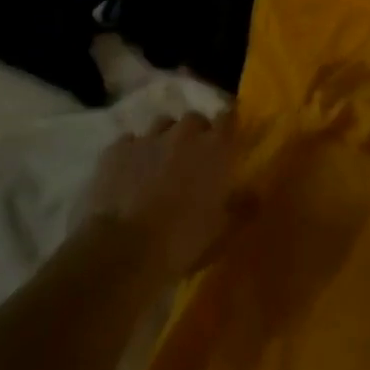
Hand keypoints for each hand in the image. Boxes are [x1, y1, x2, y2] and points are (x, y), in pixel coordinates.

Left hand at [85, 114, 246, 277]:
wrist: (123, 251)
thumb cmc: (183, 240)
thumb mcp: (224, 231)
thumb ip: (243, 207)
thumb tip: (254, 194)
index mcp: (215, 148)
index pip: (228, 117)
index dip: (228, 126)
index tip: (228, 139)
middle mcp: (183, 134)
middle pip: (193, 119)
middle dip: (195, 134)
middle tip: (193, 159)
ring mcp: (147, 139)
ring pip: (161, 126)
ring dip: (165, 140)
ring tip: (160, 164)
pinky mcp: (115, 150)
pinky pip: (129, 142)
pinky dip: (133, 153)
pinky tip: (129, 174)